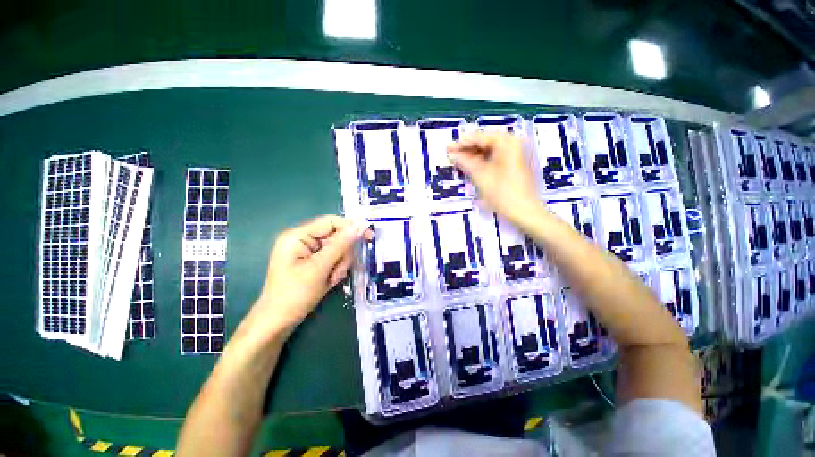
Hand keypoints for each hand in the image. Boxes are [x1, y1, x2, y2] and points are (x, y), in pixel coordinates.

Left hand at [251, 215, 371, 333]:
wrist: (277, 323)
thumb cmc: (294, 294)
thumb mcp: (320, 268)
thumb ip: (341, 245)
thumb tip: (359, 226)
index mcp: (298, 236)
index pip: (331, 222)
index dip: (351, 228)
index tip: (369, 237)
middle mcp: (303, 240)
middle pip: (336, 237)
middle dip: (341, 255)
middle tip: (337, 272)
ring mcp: (307, 252)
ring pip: (336, 250)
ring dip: (339, 265)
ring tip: (331, 280)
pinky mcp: (311, 263)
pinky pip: (331, 260)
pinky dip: (334, 270)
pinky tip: (328, 282)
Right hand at [447, 132, 541, 223]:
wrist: (525, 213)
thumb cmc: (503, 194)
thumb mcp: (481, 177)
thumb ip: (465, 163)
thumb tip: (452, 154)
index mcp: (507, 143)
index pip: (480, 137)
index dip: (462, 143)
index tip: (448, 148)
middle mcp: (513, 143)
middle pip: (485, 141)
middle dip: (467, 148)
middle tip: (451, 154)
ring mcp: (515, 154)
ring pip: (489, 149)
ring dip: (473, 155)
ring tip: (458, 161)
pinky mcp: (513, 164)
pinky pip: (494, 157)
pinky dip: (482, 161)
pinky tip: (470, 166)